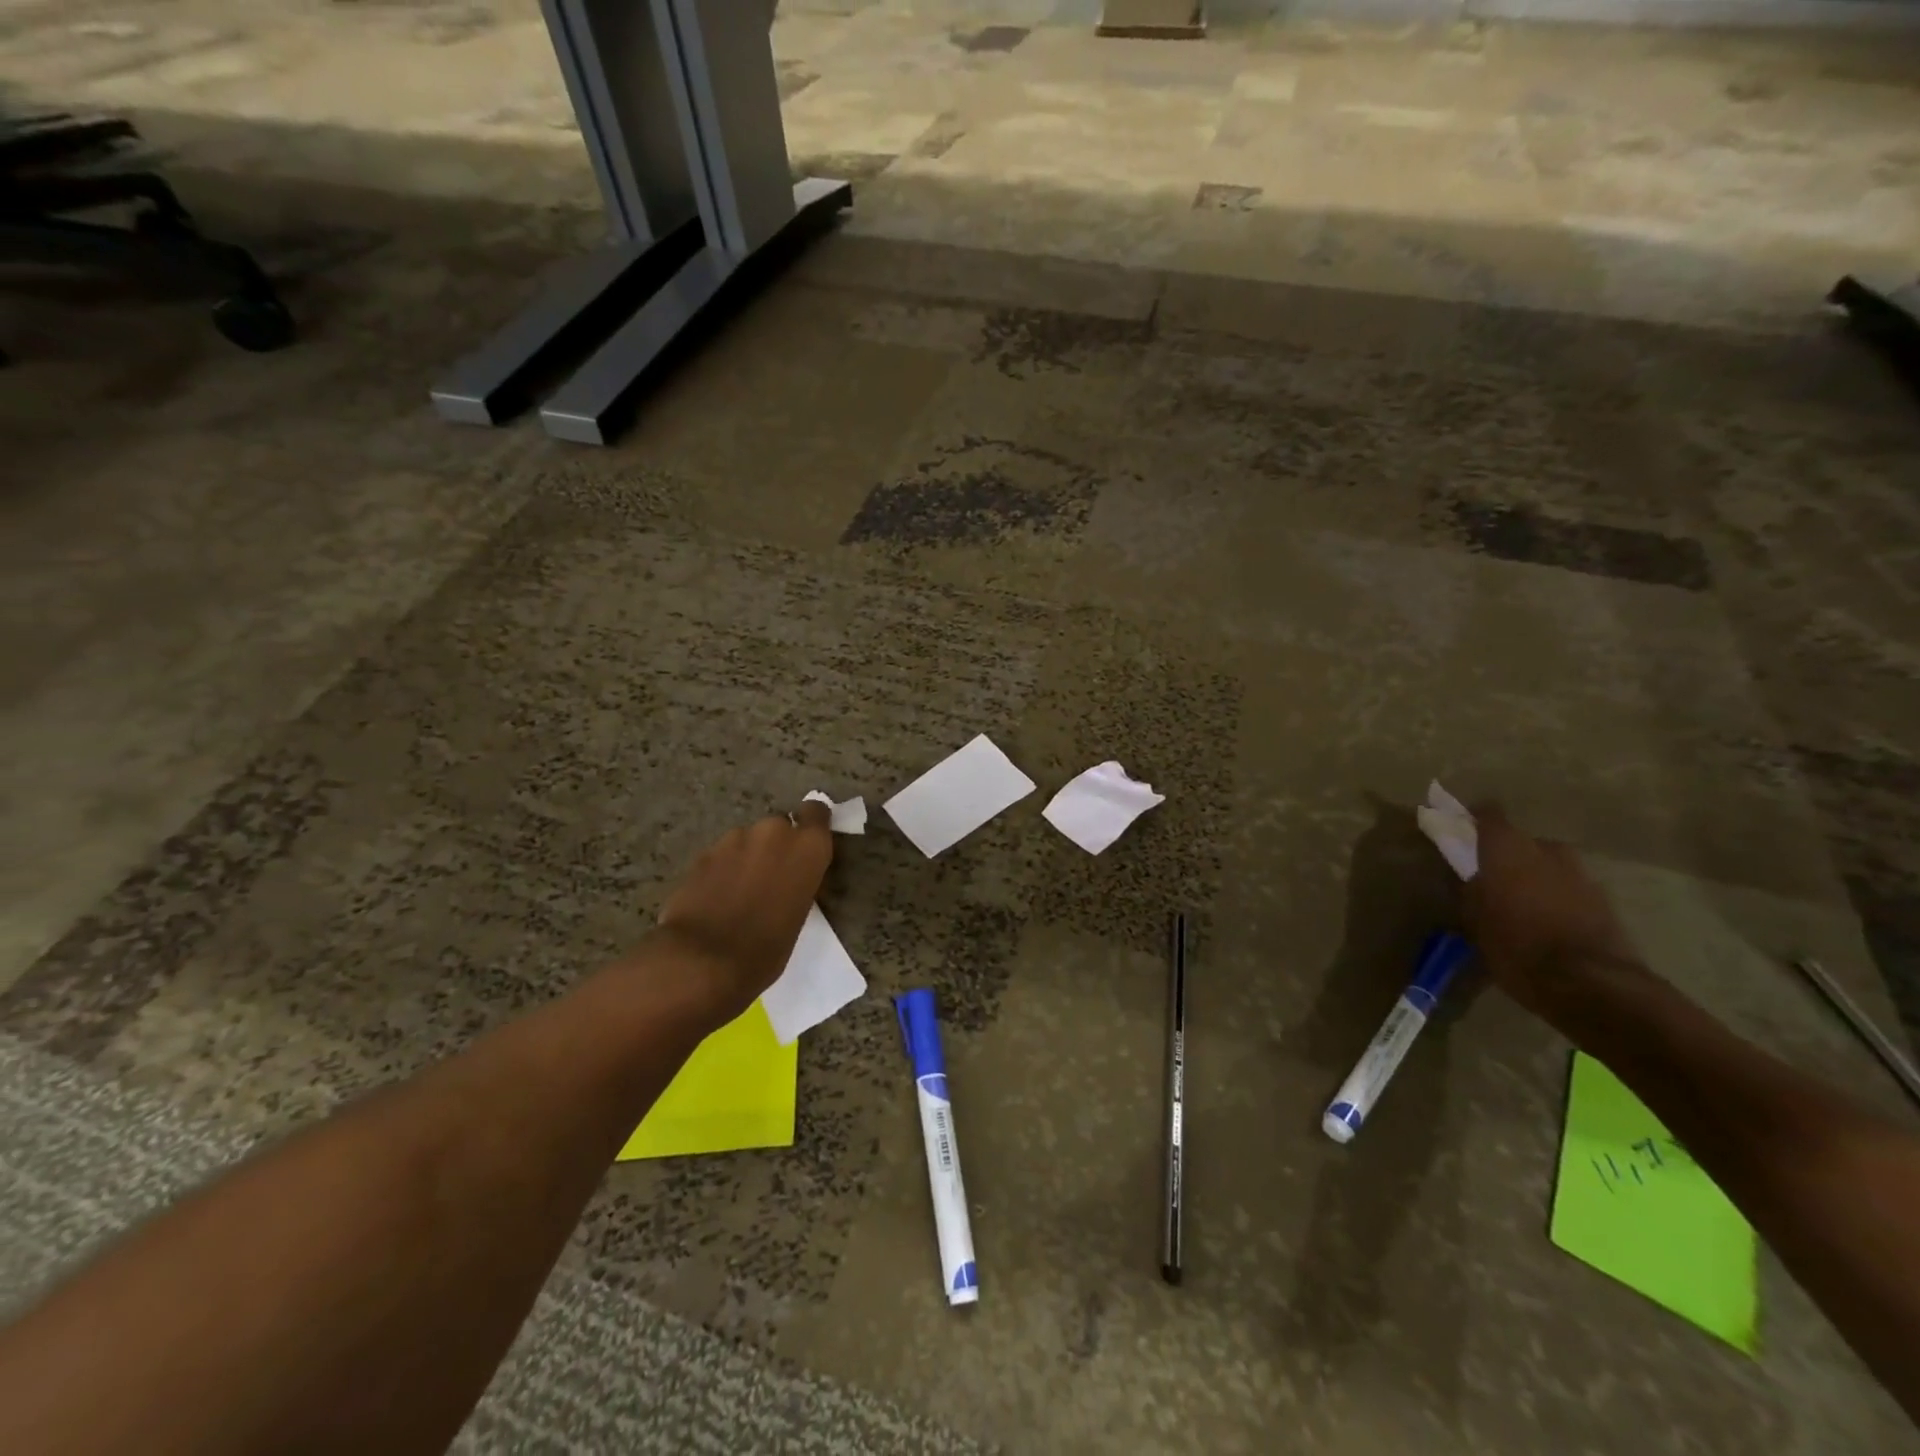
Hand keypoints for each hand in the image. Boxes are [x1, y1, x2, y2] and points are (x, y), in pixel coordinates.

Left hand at [651, 801, 833, 1025]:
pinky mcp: (703, 853)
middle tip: (769, 878)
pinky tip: (713, 898)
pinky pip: (720, 856)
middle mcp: (774, 832)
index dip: (811, 824)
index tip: (806, 843)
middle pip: (779, 827)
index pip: (816, 812)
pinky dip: (720, 870)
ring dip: (746, 857)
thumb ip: (797, 882)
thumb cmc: (766, 948)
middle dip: (774, 846)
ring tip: (737, 892)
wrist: (703, 960)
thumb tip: (787, 879)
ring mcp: (734, 839)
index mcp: (807, 847)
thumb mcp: (798, 915)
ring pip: (746, 840)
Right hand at [1463, 806, 1640, 1020]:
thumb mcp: (1474, 920)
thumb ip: (1469, 889)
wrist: (1591, 983)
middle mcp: (1546, 851)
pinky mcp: (1604, 901)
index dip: (1475, 818)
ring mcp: (1581, 875)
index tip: (1461, 827)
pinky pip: (1570, 889)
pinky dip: (1557, 897)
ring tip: (1521, 903)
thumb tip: (1468, 876)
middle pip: (1523, 841)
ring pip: (1550, 865)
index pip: (1489, 815)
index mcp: (1508, 849)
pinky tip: (1547, 921)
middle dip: (1508, 854)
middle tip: (1492, 877)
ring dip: (1535, 876)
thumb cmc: (1516, 945)